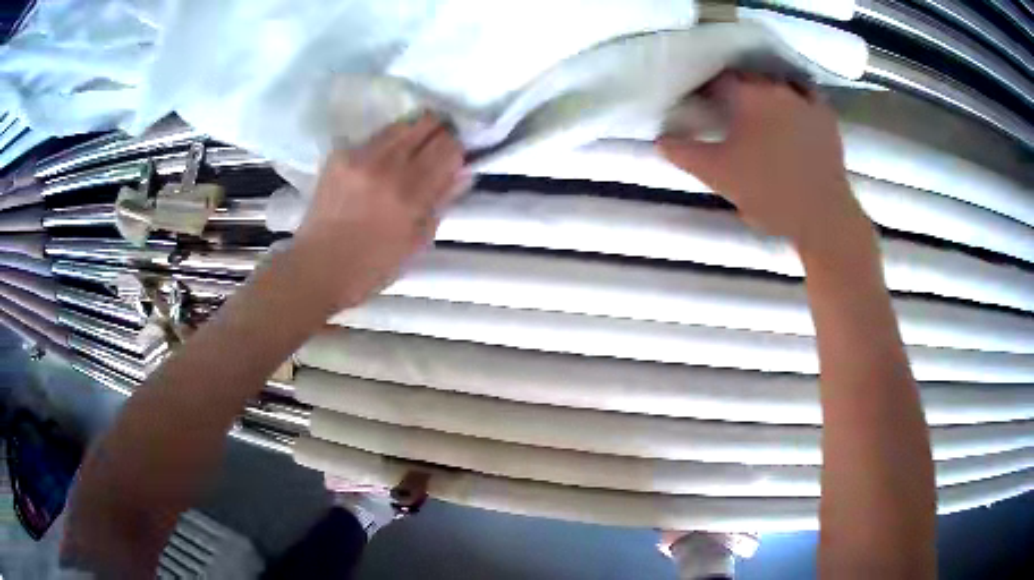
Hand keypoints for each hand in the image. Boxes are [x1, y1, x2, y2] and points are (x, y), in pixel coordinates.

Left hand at [289, 113, 467, 311]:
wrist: (317, 267)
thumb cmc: (372, 266)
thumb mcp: (417, 242)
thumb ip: (441, 202)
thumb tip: (462, 172)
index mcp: (410, 194)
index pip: (448, 148)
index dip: (458, 149)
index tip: (456, 158)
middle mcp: (387, 167)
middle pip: (427, 124)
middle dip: (439, 132)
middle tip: (437, 147)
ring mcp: (360, 157)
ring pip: (401, 124)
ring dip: (414, 133)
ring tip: (411, 152)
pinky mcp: (339, 155)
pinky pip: (374, 137)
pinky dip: (386, 144)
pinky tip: (380, 164)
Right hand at [657, 73, 868, 251]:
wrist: (821, 216)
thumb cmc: (767, 192)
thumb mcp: (717, 175)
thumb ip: (684, 153)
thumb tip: (659, 140)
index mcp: (748, 94)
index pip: (718, 79)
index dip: (705, 89)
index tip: (699, 102)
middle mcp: (777, 87)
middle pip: (749, 77)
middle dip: (735, 89)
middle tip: (727, 108)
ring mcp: (806, 100)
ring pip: (778, 82)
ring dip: (765, 90)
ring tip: (759, 108)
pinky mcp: (826, 117)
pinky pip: (808, 95)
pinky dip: (796, 97)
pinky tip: (792, 107)